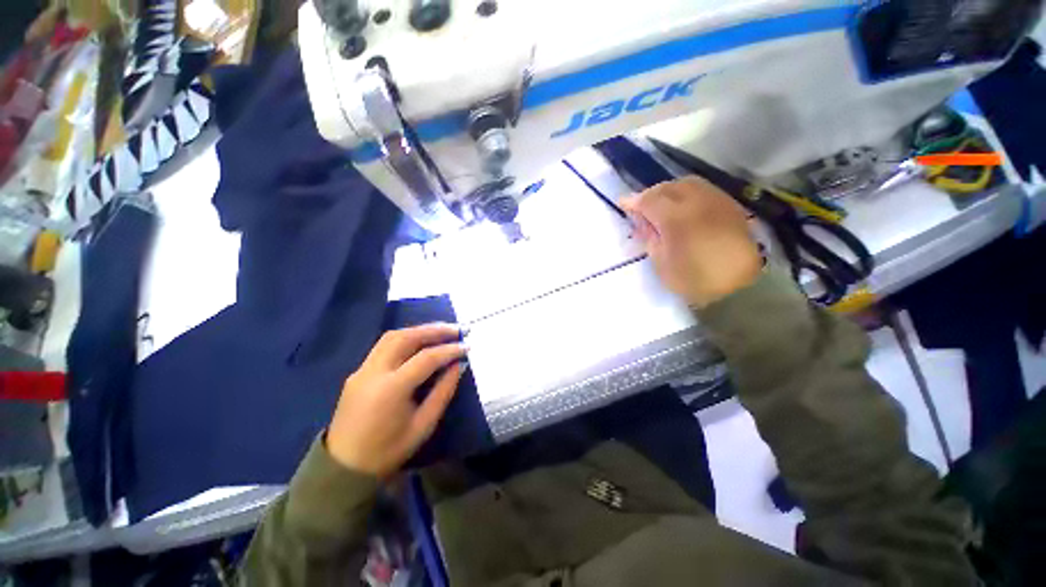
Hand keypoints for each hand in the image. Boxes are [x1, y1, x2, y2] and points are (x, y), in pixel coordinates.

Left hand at [327, 323, 466, 477]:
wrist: (343, 468)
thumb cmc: (388, 451)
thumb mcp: (423, 425)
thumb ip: (443, 392)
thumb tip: (457, 365)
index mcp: (391, 389)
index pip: (426, 358)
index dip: (449, 350)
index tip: (466, 346)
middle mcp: (373, 372)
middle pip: (405, 338)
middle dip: (433, 330)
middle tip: (455, 330)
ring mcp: (362, 370)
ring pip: (391, 337)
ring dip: (418, 330)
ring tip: (440, 332)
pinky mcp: (357, 372)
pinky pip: (383, 346)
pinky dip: (405, 338)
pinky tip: (419, 343)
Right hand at [620, 176, 761, 307]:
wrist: (743, 284)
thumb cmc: (696, 279)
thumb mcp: (662, 265)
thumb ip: (651, 240)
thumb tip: (645, 224)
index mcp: (676, 218)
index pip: (648, 200)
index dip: (633, 201)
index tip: (622, 203)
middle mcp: (697, 201)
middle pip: (667, 187)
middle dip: (650, 194)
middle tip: (640, 207)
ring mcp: (717, 201)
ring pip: (687, 184)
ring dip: (669, 191)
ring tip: (661, 205)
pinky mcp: (731, 206)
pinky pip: (704, 190)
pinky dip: (687, 194)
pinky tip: (684, 207)